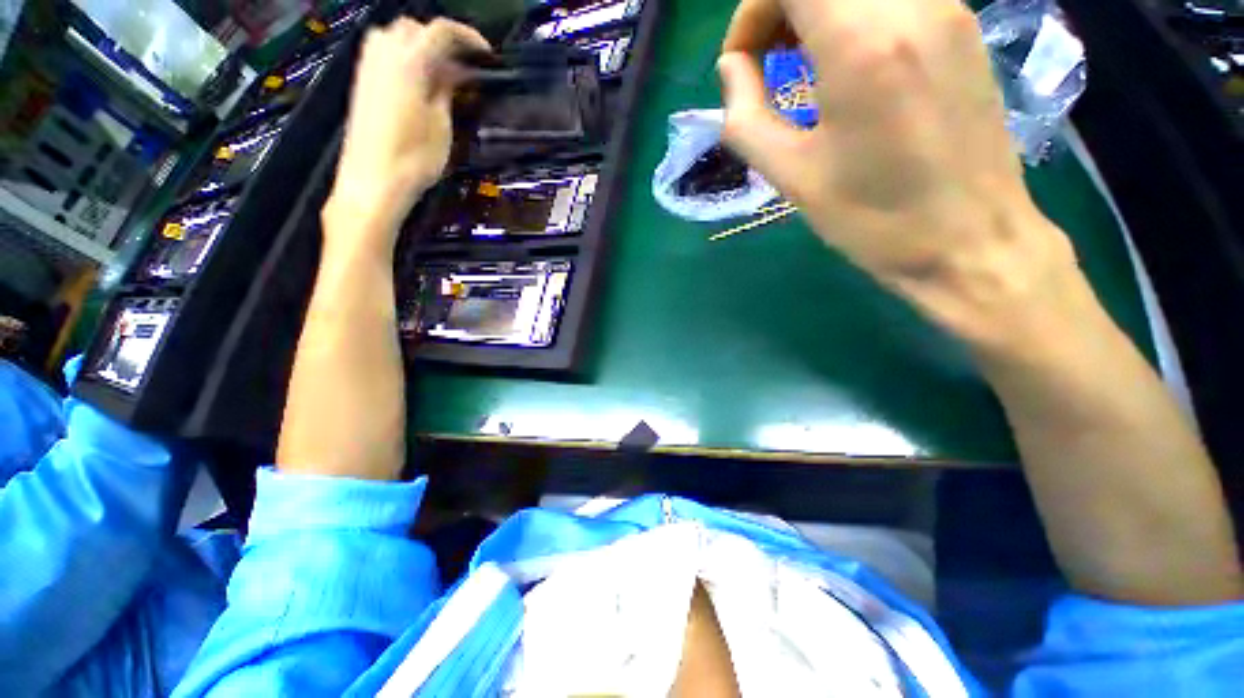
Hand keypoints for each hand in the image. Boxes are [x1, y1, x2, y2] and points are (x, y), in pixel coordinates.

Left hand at [325, 18, 489, 251]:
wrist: (374, 181)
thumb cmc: (414, 159)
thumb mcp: (441, 125)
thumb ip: (446, 90)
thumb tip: (455, 71)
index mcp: (410, 62)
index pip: (441, 31)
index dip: (468, 37)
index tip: (486, 54)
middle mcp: (385, 54)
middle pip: (416, 27)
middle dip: (442, 39)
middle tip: (463, 67)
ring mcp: (369, 66)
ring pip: (396, 36)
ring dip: (421, 46)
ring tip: (441, 74)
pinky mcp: (362, 81)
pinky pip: (384, 52)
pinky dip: (404, 57)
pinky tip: (418, 82)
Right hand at [719, 0, 1080, 350]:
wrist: (970, 242)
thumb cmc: (873, 219)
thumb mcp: (791, 176)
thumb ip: (746, 117)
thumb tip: (732, 70)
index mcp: (862, 43)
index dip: (752, 11)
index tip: (742, 64)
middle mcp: (911, 4)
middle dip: (779, 8)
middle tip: (765, 61)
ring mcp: (947, 9)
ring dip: (816, 10)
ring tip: (799, 64)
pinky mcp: (963, 27)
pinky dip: (853, 15)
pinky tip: (844, 64)